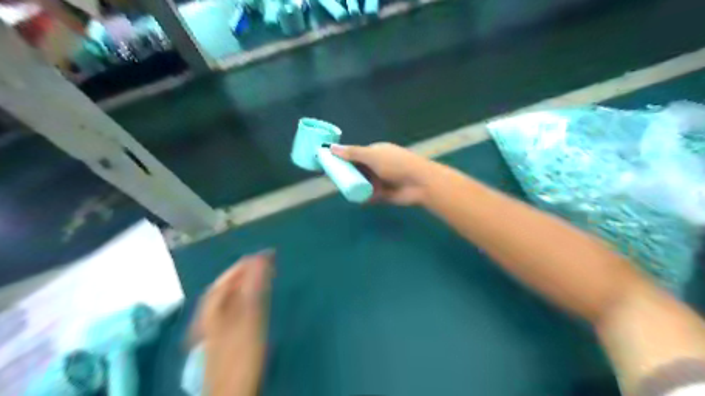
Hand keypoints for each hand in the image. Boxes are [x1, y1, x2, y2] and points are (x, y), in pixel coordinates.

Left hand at [190, 252, 271, 394]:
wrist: (232, 393)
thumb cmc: (241, 354)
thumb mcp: (250, 318)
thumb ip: (254, 288)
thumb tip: (259, 259)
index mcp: (213, 309)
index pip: (226, 279)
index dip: (243, 265)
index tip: (264, 254)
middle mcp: (210, 316)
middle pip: (224, 288)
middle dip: (242, 273)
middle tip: (263, 263)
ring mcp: (214, 329)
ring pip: (227, 299)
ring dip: (243, 285)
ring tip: (260, 277)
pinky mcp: (224, 339)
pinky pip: (232, 310)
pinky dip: (243, 299)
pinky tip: (252, 302)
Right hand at [333, 143, 435, 203]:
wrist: (419, 183)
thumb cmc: (396, 164)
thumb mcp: (372, 156)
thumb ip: (352, 153)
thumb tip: (331, 147)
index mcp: (376, 152)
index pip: (356, 155)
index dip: (344, 159)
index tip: (331, 165)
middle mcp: (378, 165)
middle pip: (358, 170)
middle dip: (347, 175)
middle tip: (333, 181)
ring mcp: (381, 180)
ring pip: (362, 183)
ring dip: (354, 187)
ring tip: (342, 190)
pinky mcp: (384, 194)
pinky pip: (369, 195)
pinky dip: (363, 197)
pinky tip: (354, 199)